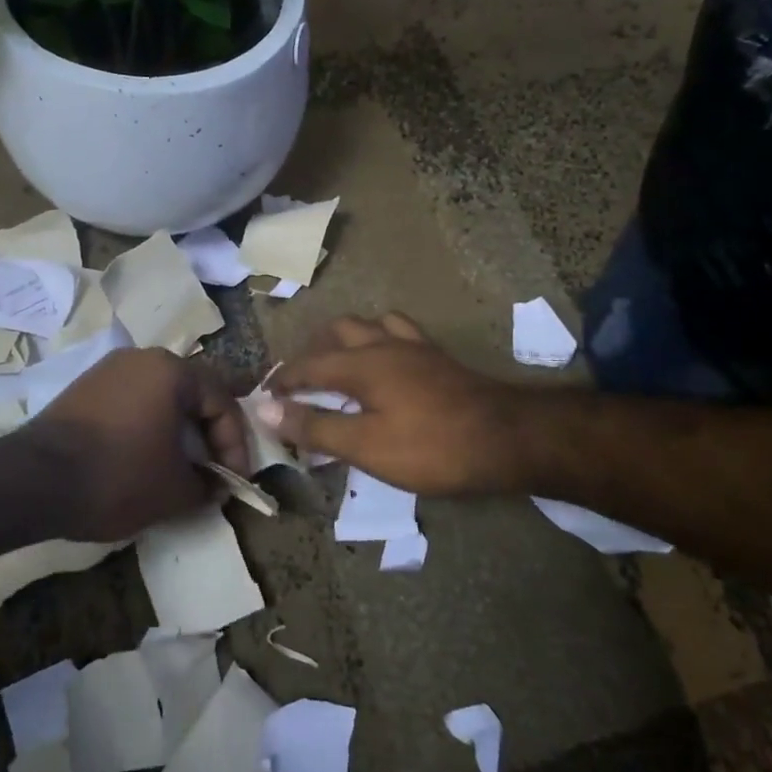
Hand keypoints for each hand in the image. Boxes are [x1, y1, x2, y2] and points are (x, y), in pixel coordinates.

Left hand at [24, 348, 251, 540]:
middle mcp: (142, 358)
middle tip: (212, 469)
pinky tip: (142, 457)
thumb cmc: (118, 476)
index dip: (235, 446)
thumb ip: (207, 485)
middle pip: (192, 393)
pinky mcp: (83, 388)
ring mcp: (108, 370)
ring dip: (177, 430)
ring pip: (160, 397)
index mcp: (172, 371)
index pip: (222, 403)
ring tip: (179, 467)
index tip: (234, 482)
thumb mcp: (174, 491)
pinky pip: (131, 402)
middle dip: (207, 434)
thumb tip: (215, 485)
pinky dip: (146, 427)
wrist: (33, 480)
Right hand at [260, 313, 527, 496]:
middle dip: (312, 352)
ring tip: (339, 366)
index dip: (283, 380)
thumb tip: (265, 409)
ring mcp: (414, 346)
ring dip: (346, 340)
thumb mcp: (365, 446)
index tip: (265, 396)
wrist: (507, 438)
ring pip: (369, 325)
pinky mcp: (437, 357)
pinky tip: (386, 361)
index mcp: (360, 364)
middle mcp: (383, 344)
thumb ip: (315, 426)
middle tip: (301, 382)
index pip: (307, 366)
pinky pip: (400, 332)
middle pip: (337, 332)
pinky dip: (381, 339)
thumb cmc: (431, 447)